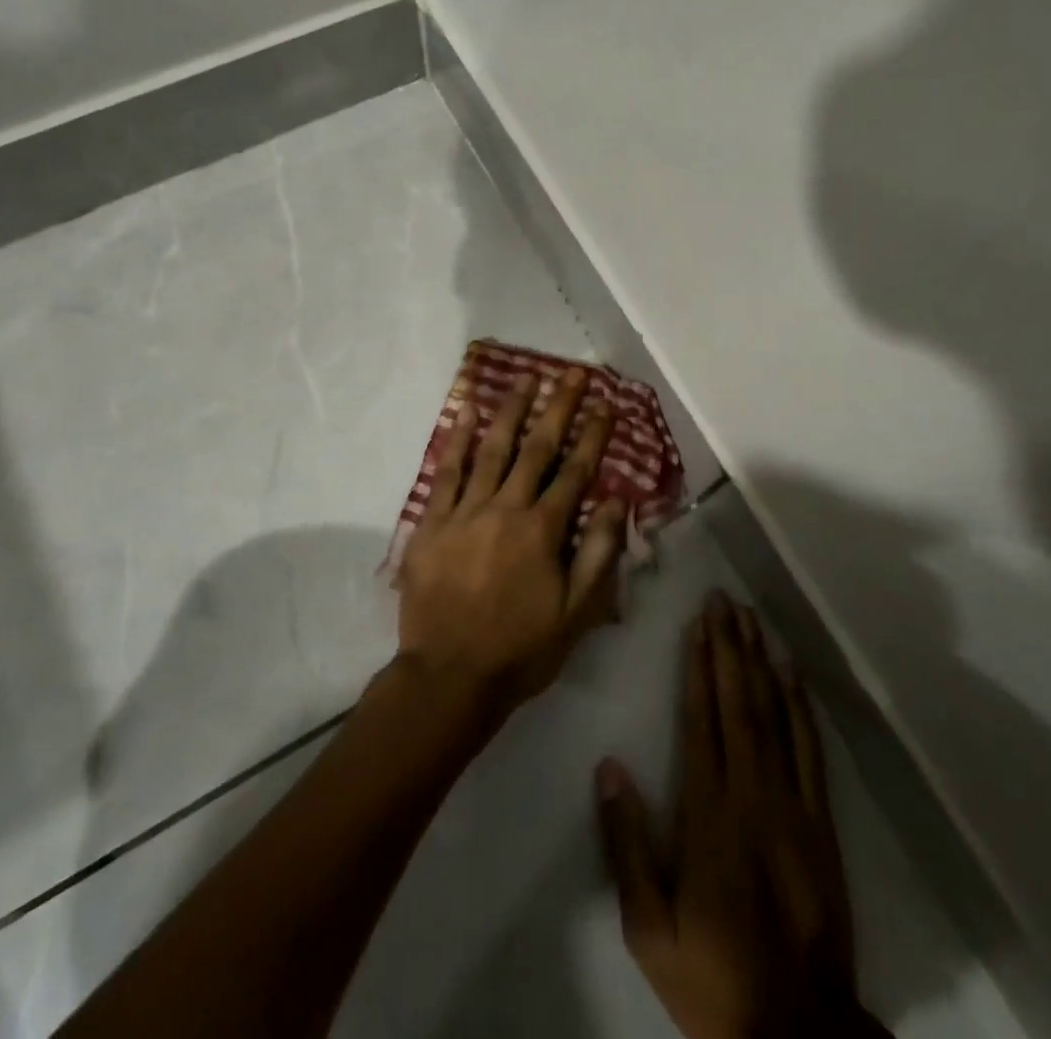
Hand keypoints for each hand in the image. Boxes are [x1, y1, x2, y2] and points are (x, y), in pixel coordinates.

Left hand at [395, 367, 627, 714]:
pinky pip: (446, 472)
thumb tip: (618, 500)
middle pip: (536, 448)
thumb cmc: (520, 648)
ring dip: (510, 411)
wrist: (449, 676)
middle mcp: (506, 508)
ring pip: (492, 450)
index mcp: (542, 530)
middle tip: (569, 373)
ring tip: (525, 379)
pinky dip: (456, 440)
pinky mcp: (432, 522)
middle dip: (556, 408)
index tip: (605, 404)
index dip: (592, 435)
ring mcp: (465, 511)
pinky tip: (465, 412)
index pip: (575, 471)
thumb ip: (599, 553)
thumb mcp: (577, 612)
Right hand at [597, 594, 884, 1038]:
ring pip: (775, 715)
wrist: (795, 1031)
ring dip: (761, 662)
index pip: (702, 719)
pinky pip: (809, 750)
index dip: (699, 666)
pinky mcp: (820, 821)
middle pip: (739, 703)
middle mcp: (751, 793)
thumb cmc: (711, 974)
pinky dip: (800, 706)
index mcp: (708, 812)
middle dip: (728, 646)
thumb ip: (626, 845)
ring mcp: (792, 804)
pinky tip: (791, 674)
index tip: (697, 624)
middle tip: (723, 600)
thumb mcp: (648, 926)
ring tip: (751, 619)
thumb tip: (610, 768)